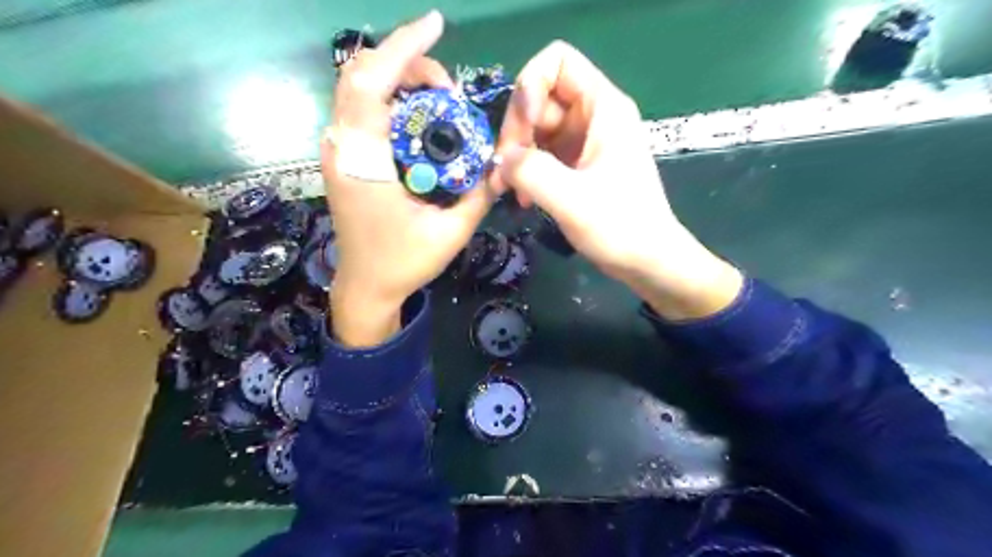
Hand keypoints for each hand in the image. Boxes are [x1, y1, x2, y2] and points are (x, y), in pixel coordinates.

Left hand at [323, 12, 493, 345]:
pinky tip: (420, 118)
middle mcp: (341, 149)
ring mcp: (338, 153)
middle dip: (406, 64)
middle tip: (448, 86)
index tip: (435, 25)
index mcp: (363, 163)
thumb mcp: (451, 232)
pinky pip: (362, 112)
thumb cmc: (404, 263)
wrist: (366, 287)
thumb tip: (502, 161)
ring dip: (399, 81)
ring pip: (358, 90)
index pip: (369, 85)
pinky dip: (391, 100)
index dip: (401, 49)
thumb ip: (479, 194)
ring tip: (440, 100)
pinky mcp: (344, 159)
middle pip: (360, 76)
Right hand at [491, 41, 740, 320]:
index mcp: (604, 107)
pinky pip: (543, 153)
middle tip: (505, 170)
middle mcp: (593, 116)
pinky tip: (521, 197)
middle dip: (516, 130)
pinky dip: (527, 170)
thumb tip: (500, 160)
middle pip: (539, 97)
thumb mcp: (571, 198)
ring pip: (536, 128)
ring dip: (517, 155)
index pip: (556, 62)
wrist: (647, 261)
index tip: (524, 129)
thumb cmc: (620, 227)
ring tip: (509, 190)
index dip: (530, 86)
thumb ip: (530, 171)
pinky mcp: (578, 164)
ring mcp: (585, 141)